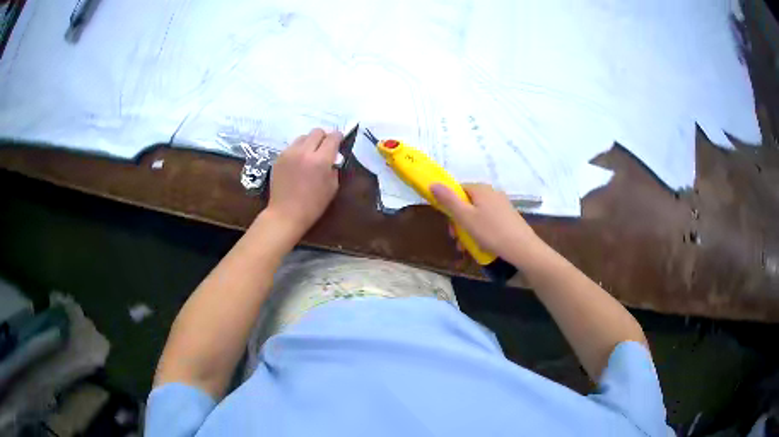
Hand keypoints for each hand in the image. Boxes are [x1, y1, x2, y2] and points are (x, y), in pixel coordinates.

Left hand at [265, 128, 341, 237]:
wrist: (285, 214)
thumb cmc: (312, 205)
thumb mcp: (332, 187)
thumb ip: (334, 168)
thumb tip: (333, 157)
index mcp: (320, 160)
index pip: (332, 138)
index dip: (338, 137)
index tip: (340, 140)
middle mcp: (304, 152)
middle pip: (317, 132)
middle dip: (324, 137)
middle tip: (325, 147)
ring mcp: (289, 153)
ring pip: (303, 137)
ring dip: (310, 142)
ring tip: (310, 154)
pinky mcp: (279, 157)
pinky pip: (292, 146)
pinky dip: (298, 150)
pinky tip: (299, 162)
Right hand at [431, 183, 543, 266]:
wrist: (522, 248)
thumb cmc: (491, 232)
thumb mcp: (465, 217)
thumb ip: (448, 200)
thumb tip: (433, 183)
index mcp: (481, 190)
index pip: (458, 190)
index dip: (449, 205)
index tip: (449, 222)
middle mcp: (492, 193)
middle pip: (468, 203)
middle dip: (459, 222)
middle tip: (456, 240)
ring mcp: (502, 205)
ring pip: (478, 215)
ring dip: (468, 230)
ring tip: (467, 248)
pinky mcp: (509, 217)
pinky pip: (489, 221)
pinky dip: (481, 232)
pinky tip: (482, 246)